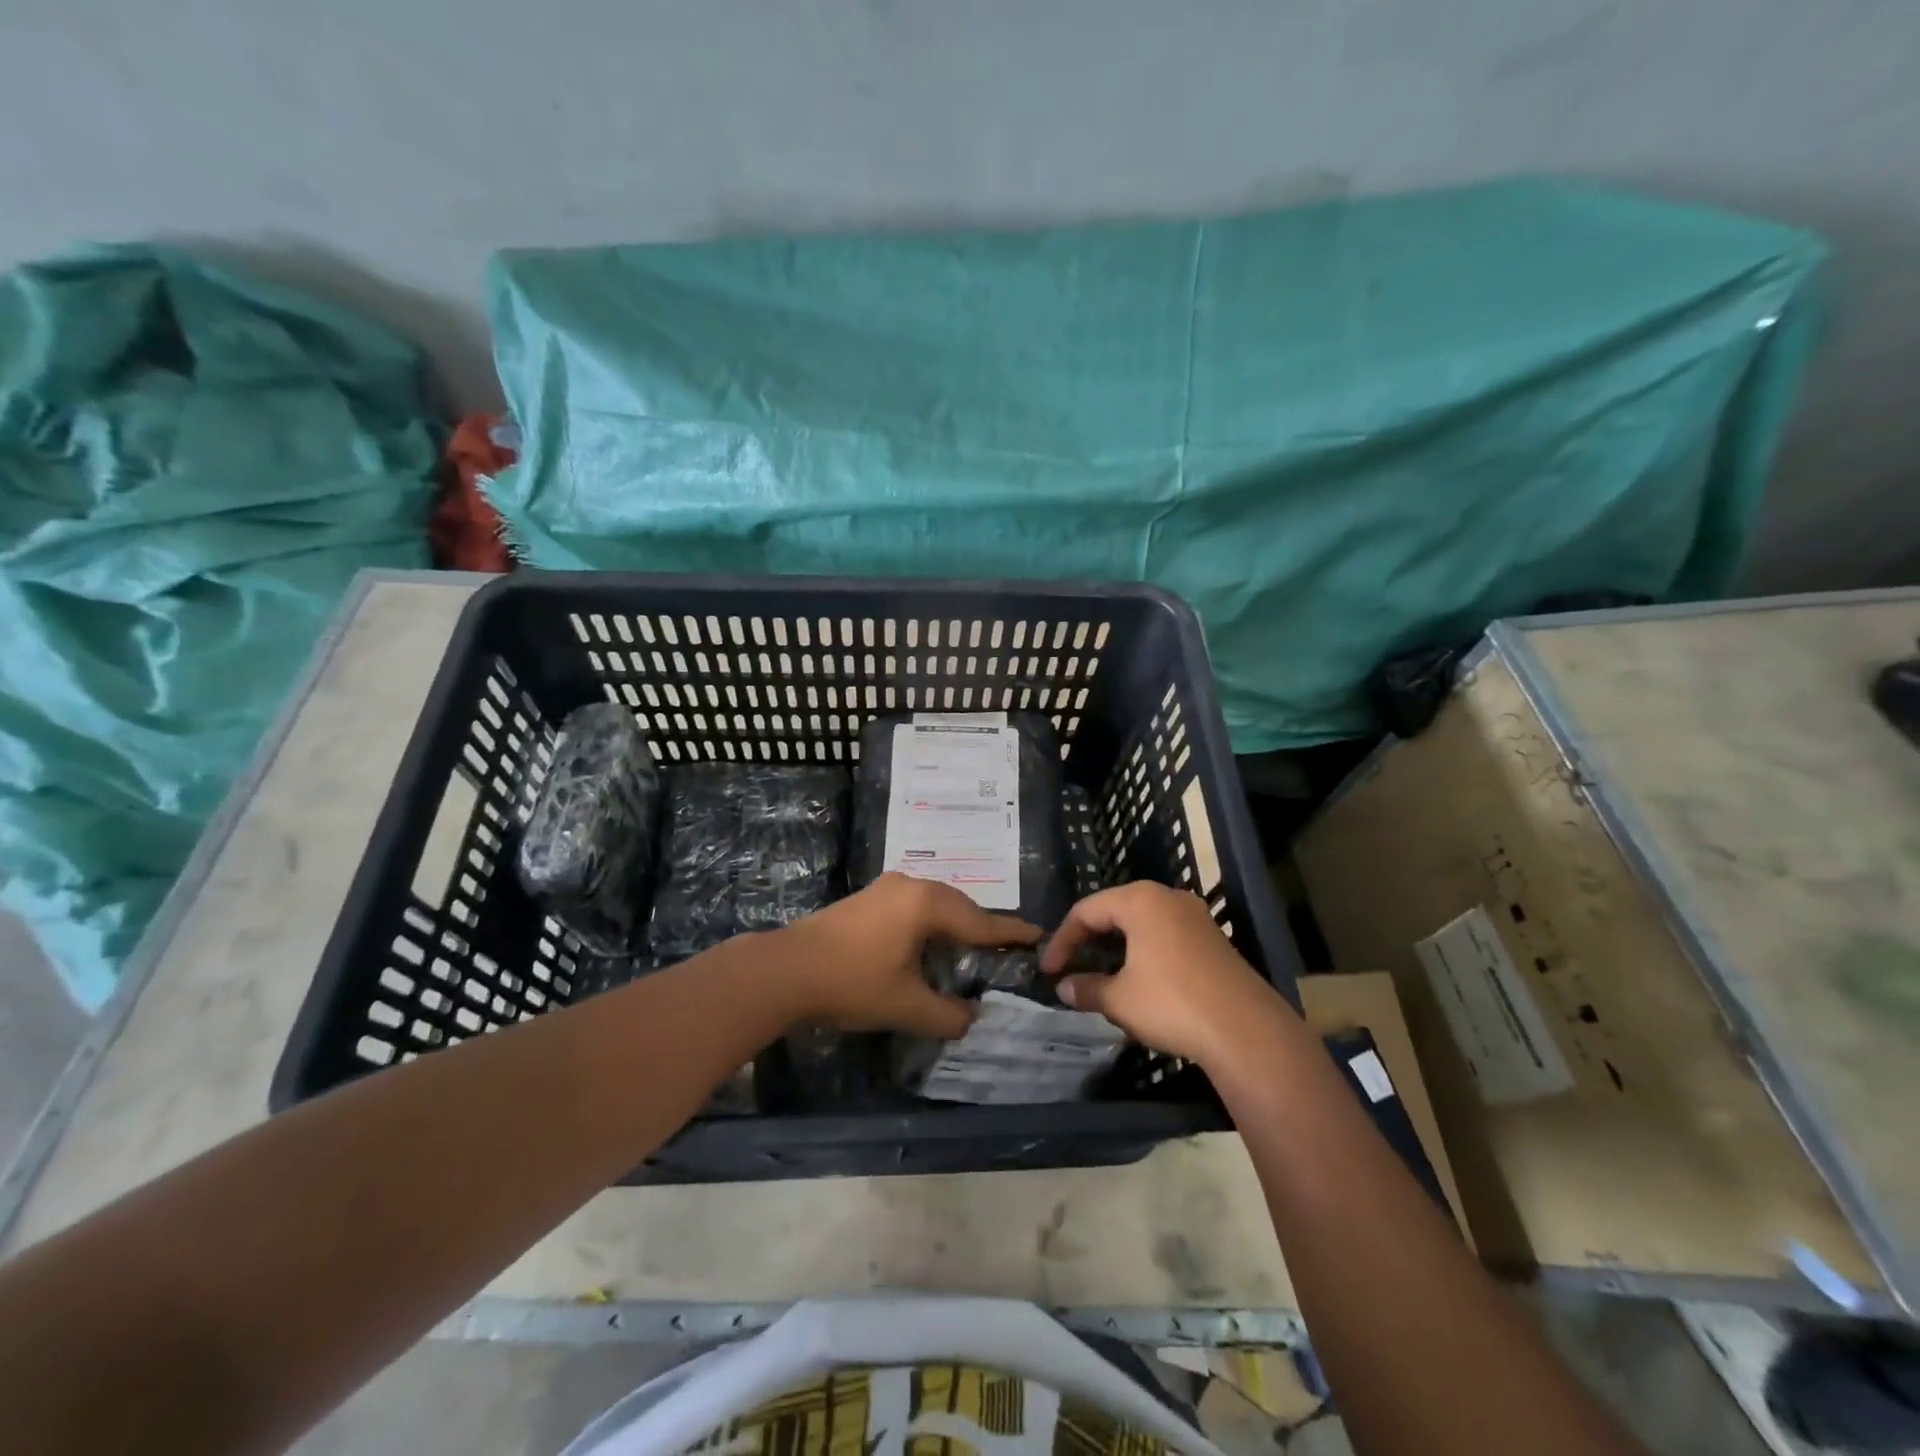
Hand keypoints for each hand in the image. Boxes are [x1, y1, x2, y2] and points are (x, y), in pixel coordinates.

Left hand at [775, 873, 1040, 1039]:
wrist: (786, 969)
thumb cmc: (853, 983)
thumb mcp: (907, 1006)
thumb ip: (947, 1015)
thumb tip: (970, 1018)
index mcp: (927, 904)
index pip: (980, 921)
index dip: (1010, 932)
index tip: (1037, 934)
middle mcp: (910, 885)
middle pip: (959, 905)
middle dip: (981, 925)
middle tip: (1005, 944)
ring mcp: (885, 887)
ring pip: (934, 902)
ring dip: (953, 923)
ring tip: (971, 944)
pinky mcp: (867, 898)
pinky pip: (913, 905)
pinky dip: (930, 922)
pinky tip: (928, 941)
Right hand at [1040, 882, 1293, 1067]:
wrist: (1246, 1031)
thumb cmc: (1172, 1003)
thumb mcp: (1119, 1000)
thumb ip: (1086, 988)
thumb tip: (1064, 987)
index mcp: (1140, 900)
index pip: (1086, 910)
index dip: (1062, 940)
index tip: (1048, 969)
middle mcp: (1168, 897)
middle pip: (1115, 910)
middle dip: (1090, 939)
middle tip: (1073, 966)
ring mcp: (1195, 917)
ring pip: (1143, 923)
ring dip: (1118, 947)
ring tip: (1102, 974)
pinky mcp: (1214, 940)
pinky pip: (1166, 935)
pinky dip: (1144, 952)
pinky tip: (1140, 980)